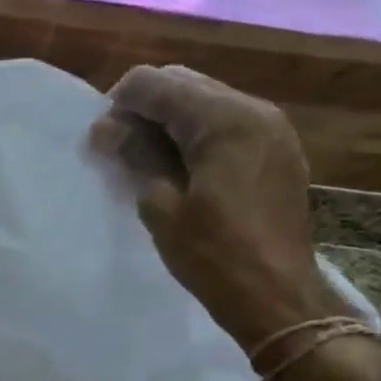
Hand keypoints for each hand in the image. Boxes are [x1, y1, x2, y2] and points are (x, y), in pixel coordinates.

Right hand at [90, 65, 339, 348]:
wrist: (277, 297)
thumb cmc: (213, 255)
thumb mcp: (161, 205)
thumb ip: (135, 154)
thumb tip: (109, 127)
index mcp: (224, 119)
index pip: (155, 83)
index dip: (118, 105)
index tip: (103, 142)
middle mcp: (254, 109)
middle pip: (182, 83)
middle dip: (144, 108)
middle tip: (120, 149)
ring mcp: (272, 128)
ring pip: (205, 100)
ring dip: (169, 120)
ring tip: (147, 160)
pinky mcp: (278, 150)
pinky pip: (226, 122)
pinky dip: (196, 133)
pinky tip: (181, 167)